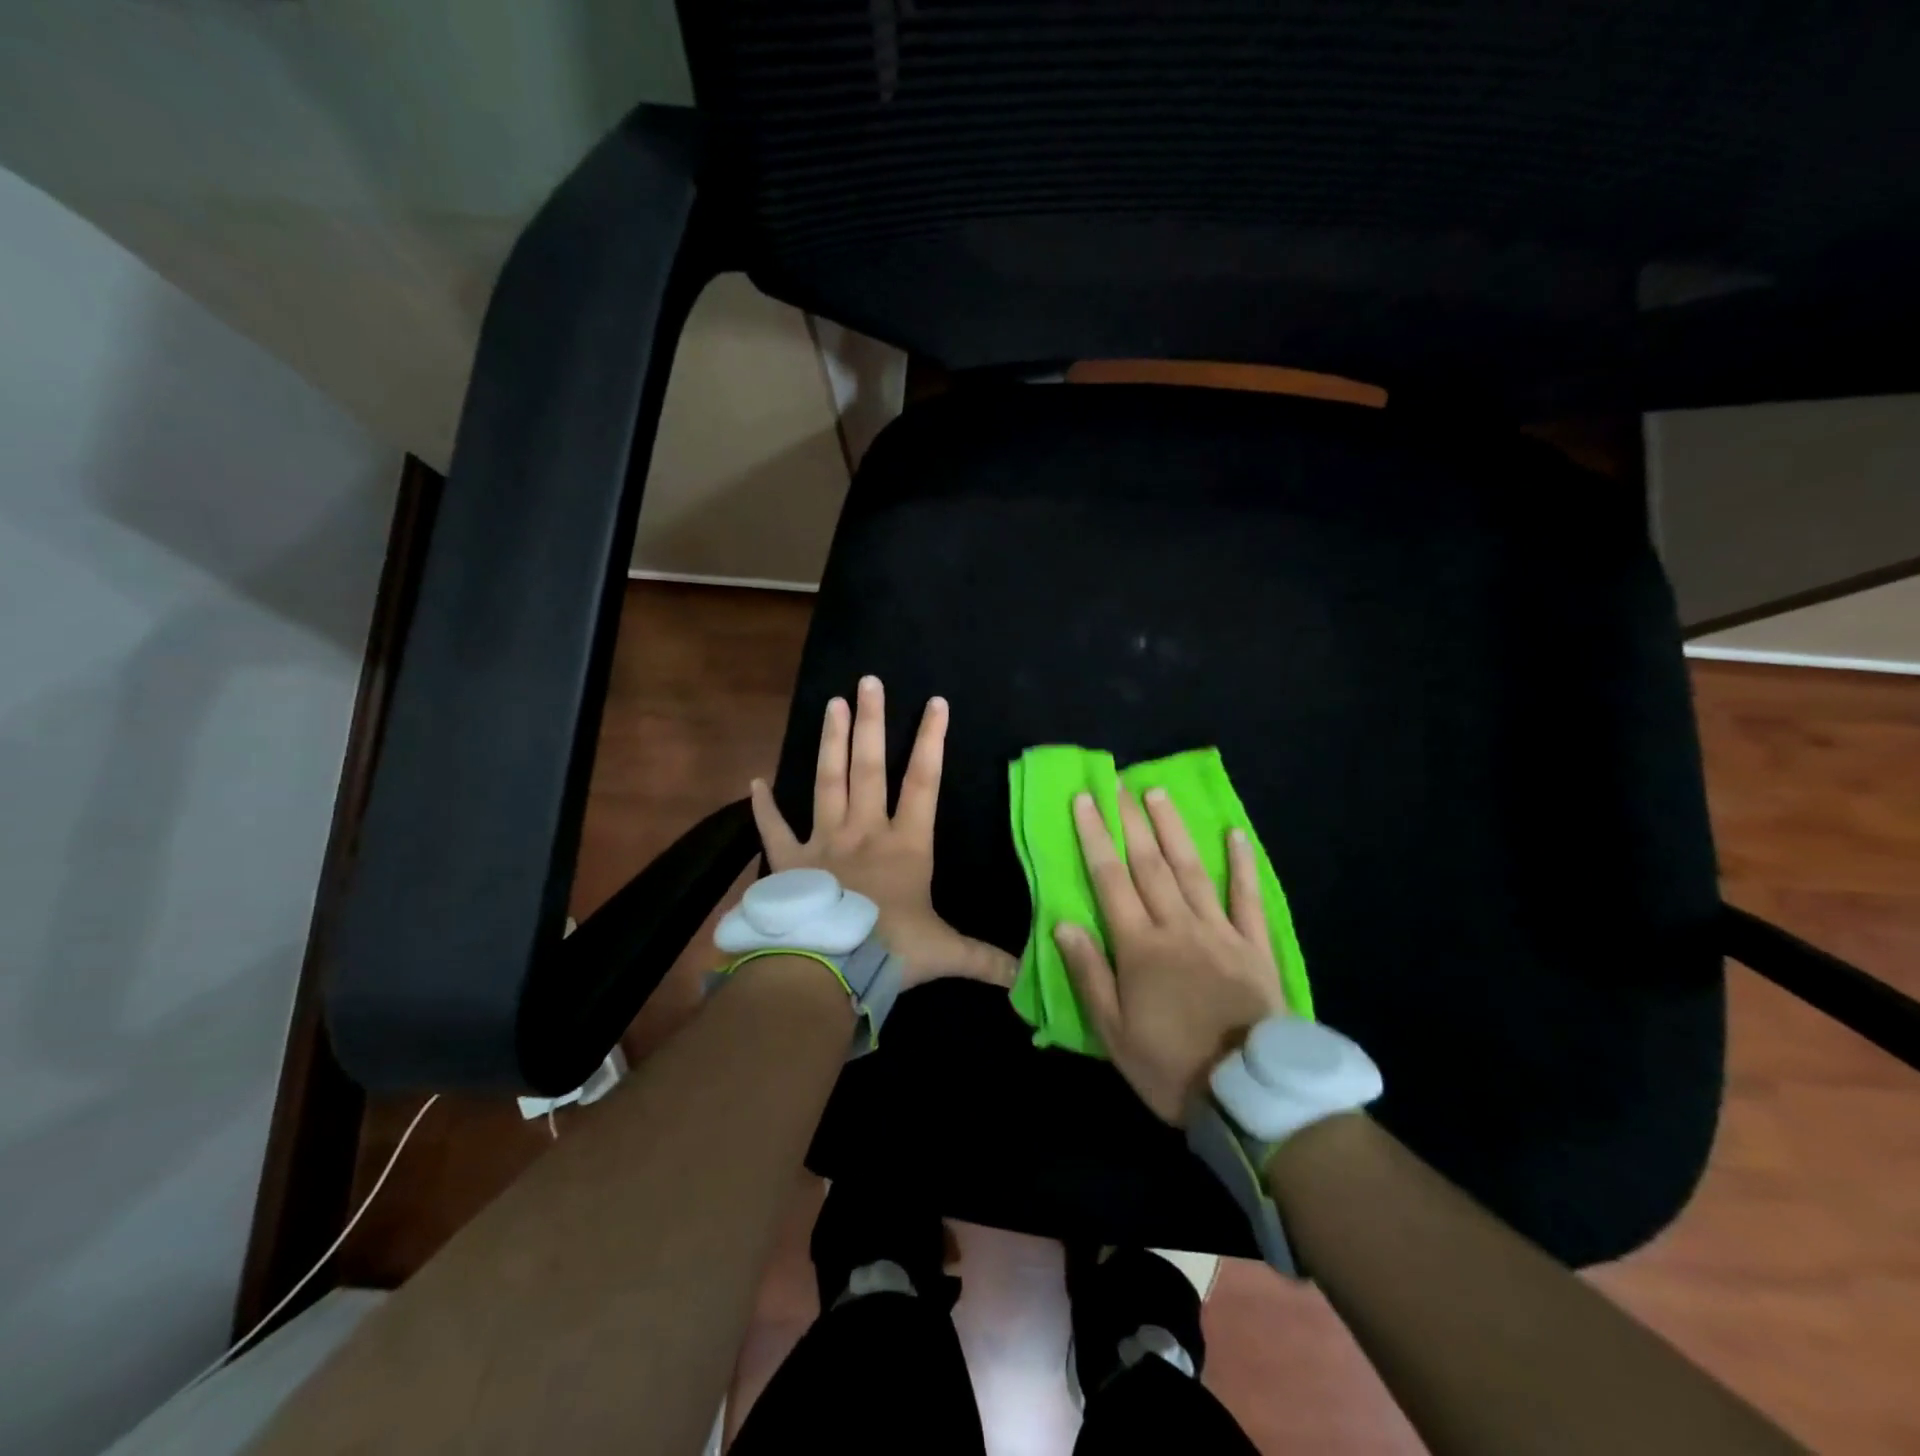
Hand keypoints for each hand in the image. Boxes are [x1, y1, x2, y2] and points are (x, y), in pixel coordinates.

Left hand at [749, 675, 1015, 990]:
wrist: (827, 966)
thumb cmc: (889, 950)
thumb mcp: (944, 953)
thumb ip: (984, 959)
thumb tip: (1024, 974)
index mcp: (905, 844)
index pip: (923, 782)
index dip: (932, 741)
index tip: (935, 703)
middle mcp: (864, 831)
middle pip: (869, 767)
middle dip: (872, 722)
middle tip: (868, 682)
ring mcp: (824, 842)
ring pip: (828, 782)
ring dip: (831, 743)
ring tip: (831, 705)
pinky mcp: (789, 862)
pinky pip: (774, 829)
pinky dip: (763, 806)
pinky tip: (754, 782)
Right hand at [1054, 787, 1287, 1121]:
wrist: (1249, 1095)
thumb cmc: (1170, 1066)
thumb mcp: (1113, 1032)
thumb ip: (1089, 974)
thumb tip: (1063, 923)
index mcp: (1140, 947)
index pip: (1110, 879)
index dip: (1096, 836)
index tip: (1085, 800)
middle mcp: (1178, 927)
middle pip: (1150, 864)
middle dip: (1131, 821)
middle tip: (1120, 784)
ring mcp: (1220, 932)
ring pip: (1192, 870)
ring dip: (1174, 829)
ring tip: (1158, 794)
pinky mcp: (1255, 947)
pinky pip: (1248, 898)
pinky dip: (1242, 864)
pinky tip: (1235, 834)